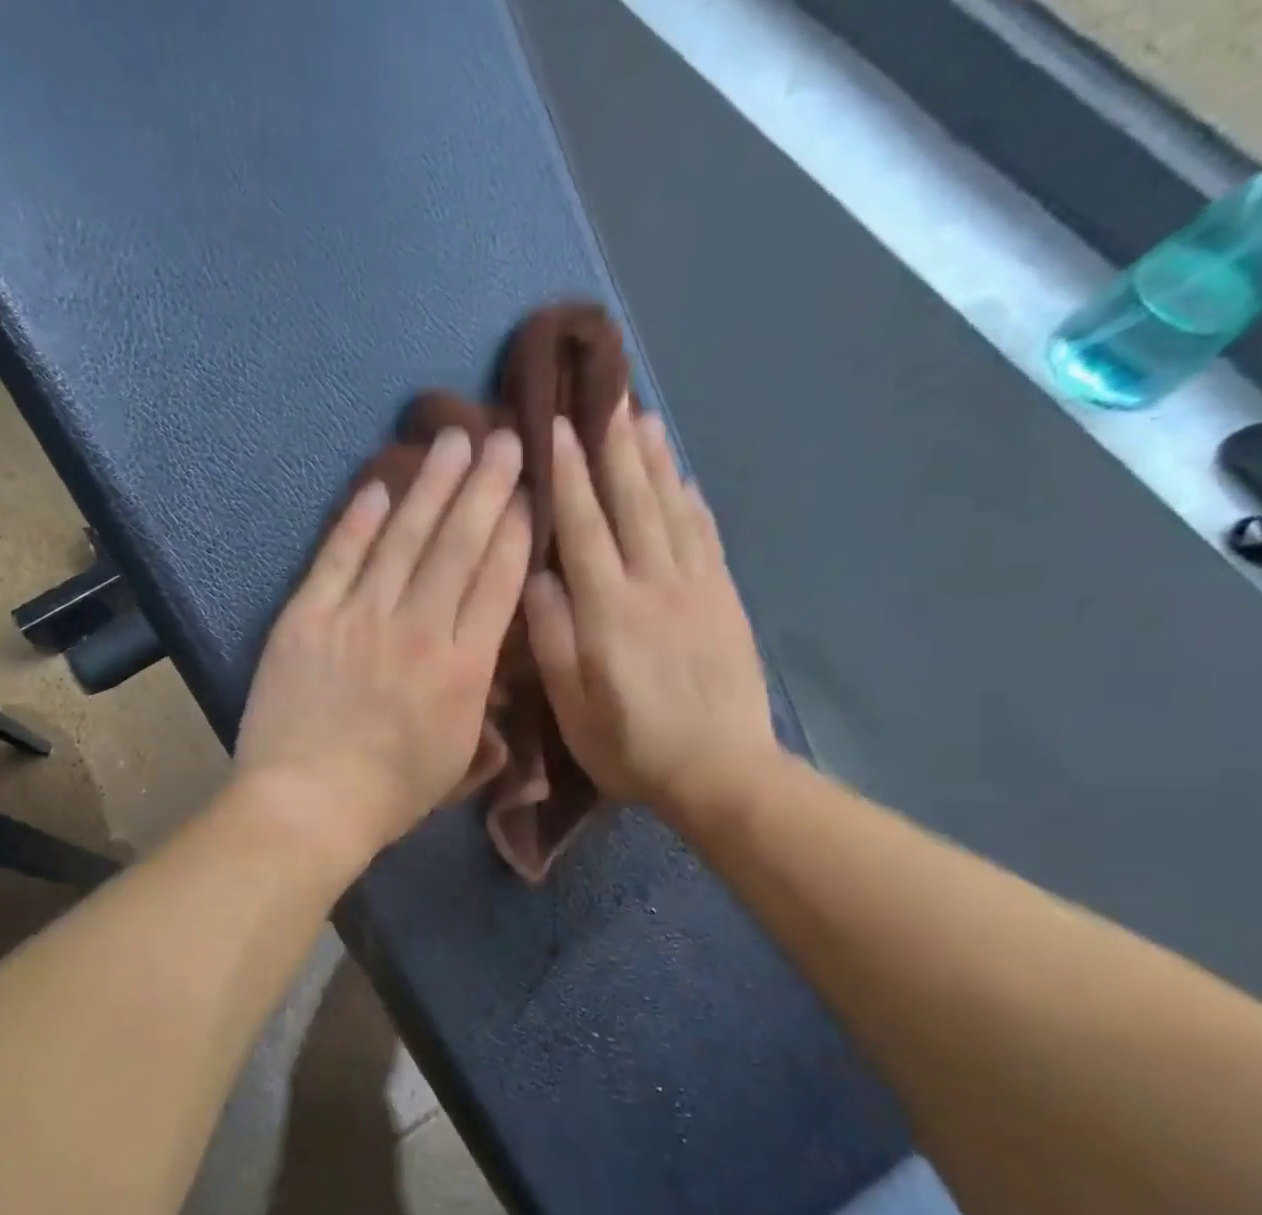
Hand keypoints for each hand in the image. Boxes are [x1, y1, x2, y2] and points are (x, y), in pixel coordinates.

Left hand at [235, 428, 532, 874]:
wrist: (308, 803)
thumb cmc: (390, 794)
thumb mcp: (459, 756)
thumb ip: (478, 699)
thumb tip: (484, 656)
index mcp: (463, 667)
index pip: (498, 581)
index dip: (517, 529)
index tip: (530, 489)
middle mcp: (419, 628)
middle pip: (459, 544)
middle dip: (486, 486)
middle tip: (503, 437)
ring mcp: (359, 617)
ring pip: (404, 537)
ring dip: (431, 485)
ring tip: (453, 439)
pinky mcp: (308, 617)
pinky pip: (338, 557)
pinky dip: (359, 520)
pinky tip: (379, 486)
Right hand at [523, 404, 785, 834]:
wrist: (721, 770)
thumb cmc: (631, 745)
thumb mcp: (572, 706)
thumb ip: (551, 638)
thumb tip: (537, 577)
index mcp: (608, 610)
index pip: (584, 526)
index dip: (569, 474)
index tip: (558, 426)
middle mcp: (654, 584)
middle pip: (632, 502)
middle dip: (615, 447)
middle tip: (606, 396)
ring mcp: (696, 587)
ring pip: (672, 509)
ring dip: (655, 461)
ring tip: (643, 418)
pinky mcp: (724, 599)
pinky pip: (707, 536)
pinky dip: (693, 500)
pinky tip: (683, 478)